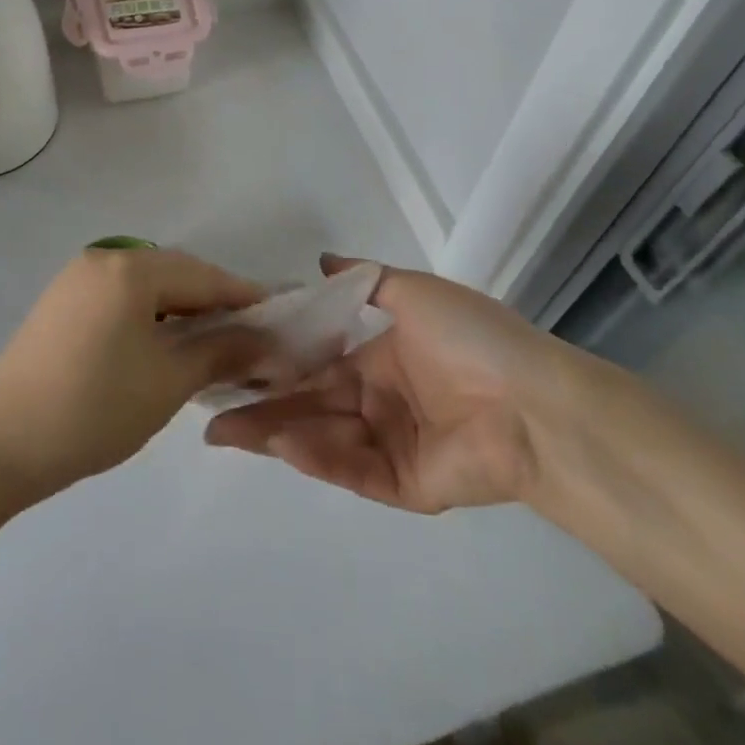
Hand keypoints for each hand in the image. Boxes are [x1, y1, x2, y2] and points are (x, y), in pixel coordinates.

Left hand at [0, 248, 267, 503]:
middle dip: (213, 303)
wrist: (1, 446)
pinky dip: (148, 315)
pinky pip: (119, 297)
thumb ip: (222, 352)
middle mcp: (102, 258)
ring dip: (180, 310)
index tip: (277, 318)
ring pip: (146, 285)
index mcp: (130, 268)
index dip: (243, 296)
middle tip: (248, 337)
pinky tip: (161, 345)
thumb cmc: (95, 409)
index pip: (203, 275)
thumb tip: (267, 340)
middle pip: (174, 273)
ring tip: (209, 345)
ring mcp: (75, 279)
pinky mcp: (59, 302)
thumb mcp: (169, 382)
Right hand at [204, 255, 572, 512]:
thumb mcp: (415, 291)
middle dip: (261, 405)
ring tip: (225, 429)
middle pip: (310, 403)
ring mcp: (389, 445)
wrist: (534, 401)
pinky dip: (315, 457)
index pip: (317, 361)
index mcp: (380, 359)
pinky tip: (279, 442)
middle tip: (210, 406)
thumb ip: (365, 279)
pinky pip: (351, 468)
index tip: (233, 356)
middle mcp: (378, 401)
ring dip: (275, 432)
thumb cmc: (471, 338)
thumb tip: (321, 259)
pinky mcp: (403, 485)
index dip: (277, 359)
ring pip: (321, 438)